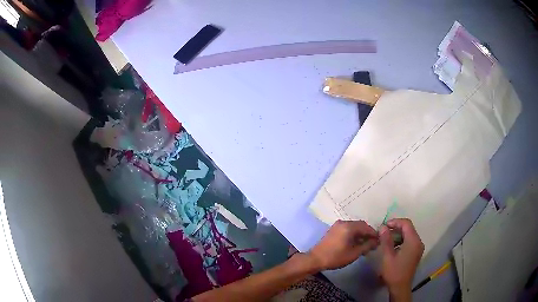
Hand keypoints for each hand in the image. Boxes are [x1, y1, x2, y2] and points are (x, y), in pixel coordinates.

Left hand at [308, 220, 378, 270]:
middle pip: (360, 225)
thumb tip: (377, 241)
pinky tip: (356, 243)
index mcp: (349, 226)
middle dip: (367, 233)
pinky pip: (348, 229)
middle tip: (373, 243)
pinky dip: (354, 234)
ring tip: (366, 244)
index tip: (379, 240)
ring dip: (361, 234)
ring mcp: (337, 225)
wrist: (315, 259)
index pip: (366, 227)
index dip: (374, 233)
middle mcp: (343, 222)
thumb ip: (367, 246)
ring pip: (354, 227)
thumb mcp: (354, 253)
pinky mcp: (334, 230)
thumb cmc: (335, 257)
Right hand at [379, 219, 423, 301]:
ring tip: (385, 239)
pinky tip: (392, 247)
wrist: (400, 287)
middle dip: (396, 228)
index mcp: (413, 241)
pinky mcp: (416, 252)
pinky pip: (409, 241)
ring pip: (408, 235)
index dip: (395, 222)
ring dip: (397, 235)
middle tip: (383, 232)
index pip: (406, 224)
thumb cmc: (394, 272)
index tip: (384, 226)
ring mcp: (418, 247)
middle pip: (408, 228)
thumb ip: (386, 240)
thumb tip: (382, 227)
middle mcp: (418, 242)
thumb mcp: (388, 256)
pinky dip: (401, 240)